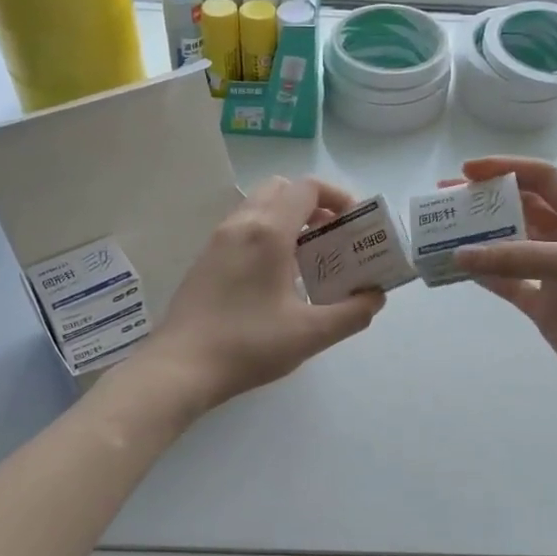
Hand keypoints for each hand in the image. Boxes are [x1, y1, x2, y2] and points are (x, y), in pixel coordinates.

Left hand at [143, 176, 385, 411]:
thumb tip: (375, 297)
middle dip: (314, 205)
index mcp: (268, 232)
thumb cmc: (249, 345)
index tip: (355, 224)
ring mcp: (217, 240)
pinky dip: (267, 234)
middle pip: (282, 190)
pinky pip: (243, 228)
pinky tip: (277, 277)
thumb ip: (352, 313)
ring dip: (289, 219)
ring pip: (259, 208)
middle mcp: (241, 224)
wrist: (181, 367)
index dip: (338, 197)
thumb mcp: (310, 334)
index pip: (307, 188)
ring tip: (309, 259)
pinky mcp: (205, 259)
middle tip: (333, 237)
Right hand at [455, 157, 556, 425]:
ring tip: (442, 232)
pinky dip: (484, 275)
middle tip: (445, 199)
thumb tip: (460, 254)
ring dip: (479, 239)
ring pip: (510, 247)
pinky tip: (458, 268)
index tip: (466, 171)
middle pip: (522, 209)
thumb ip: (518, 256)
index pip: (544, 179)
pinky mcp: (544, 306)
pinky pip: (507, 283)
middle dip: (485, 202)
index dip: (506, 169)